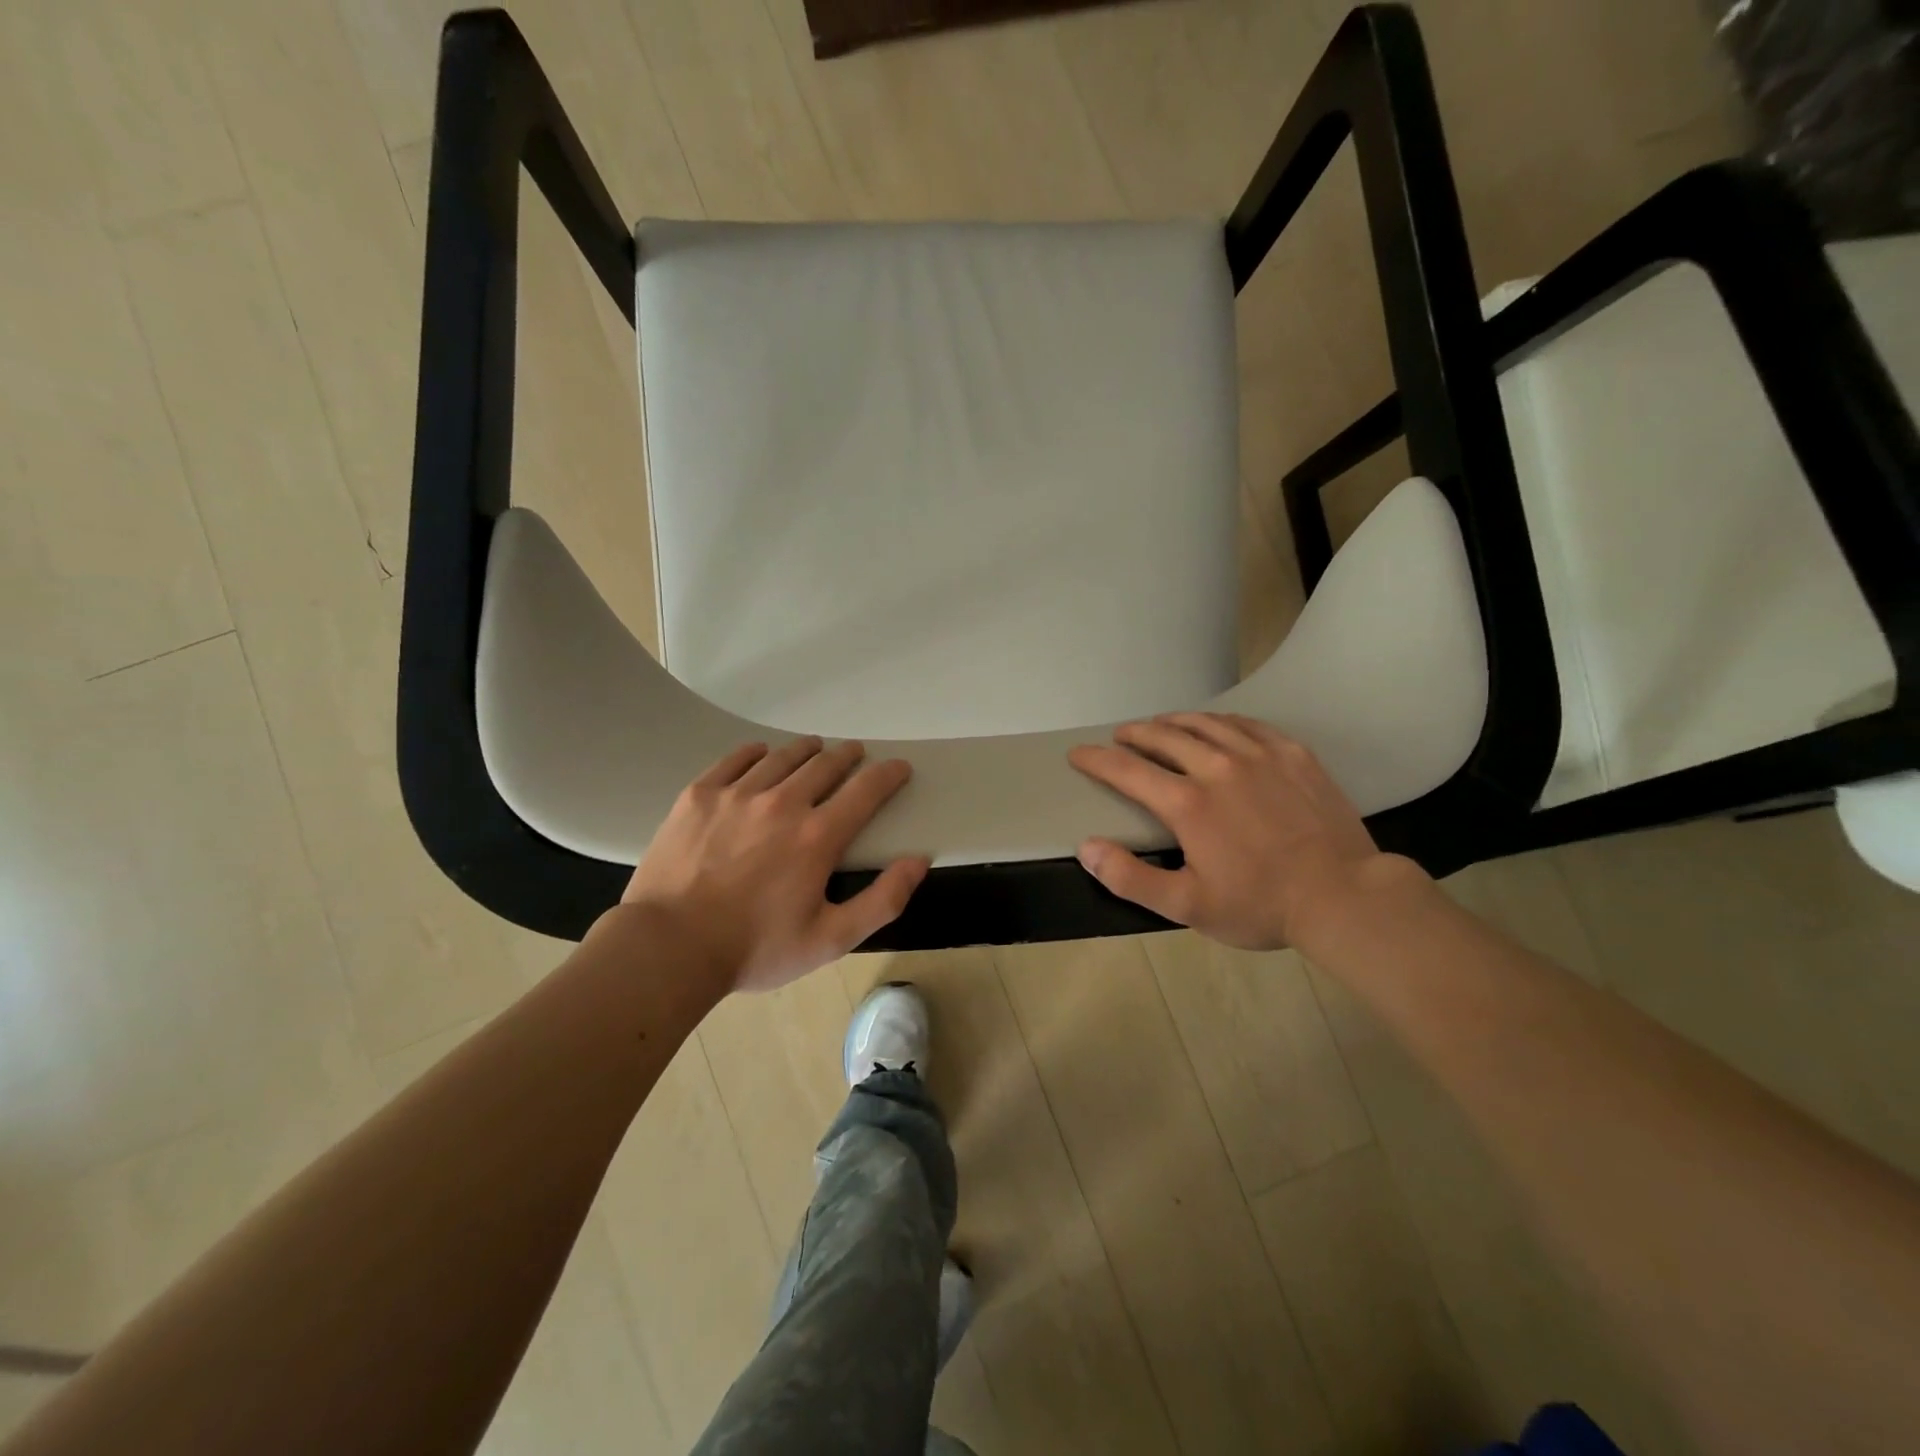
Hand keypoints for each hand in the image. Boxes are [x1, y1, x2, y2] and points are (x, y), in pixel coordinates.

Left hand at [620, 738, 929, 992]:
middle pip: (825, 764)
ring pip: (783, 756)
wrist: (668, 947)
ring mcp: (737, 794)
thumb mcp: (830, 940)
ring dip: (807, 750)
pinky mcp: (699, 795)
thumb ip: (882, 900)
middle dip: (848, 756)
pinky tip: (762, 754)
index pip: (866, 790)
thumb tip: (917, 861)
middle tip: (855, 754)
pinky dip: (757, 752)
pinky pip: (736, 758)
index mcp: (817, 836)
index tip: (898, 766)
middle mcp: (782, 803)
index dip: (888, 774)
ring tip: (815, 749)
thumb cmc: (755, 949)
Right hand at [1068, 713, 1422, 950]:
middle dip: (1134, 734)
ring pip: (1204, 723)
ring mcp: (1259, 755)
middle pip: (1164, 736)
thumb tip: (1086, 847)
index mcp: (1186, 803)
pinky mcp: (1292, 754)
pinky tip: (1217, 726)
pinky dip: (1220, 721)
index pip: (1127, 770)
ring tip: (1159, 725)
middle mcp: (1217, 766)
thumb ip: (1130, 877)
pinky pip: (1246, 724)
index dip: (1096, 759)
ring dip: (1173, 721)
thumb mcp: (1187, 906)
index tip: (1078, 753)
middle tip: (1120, 736)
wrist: (1343, 896)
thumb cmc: (1260, 905)